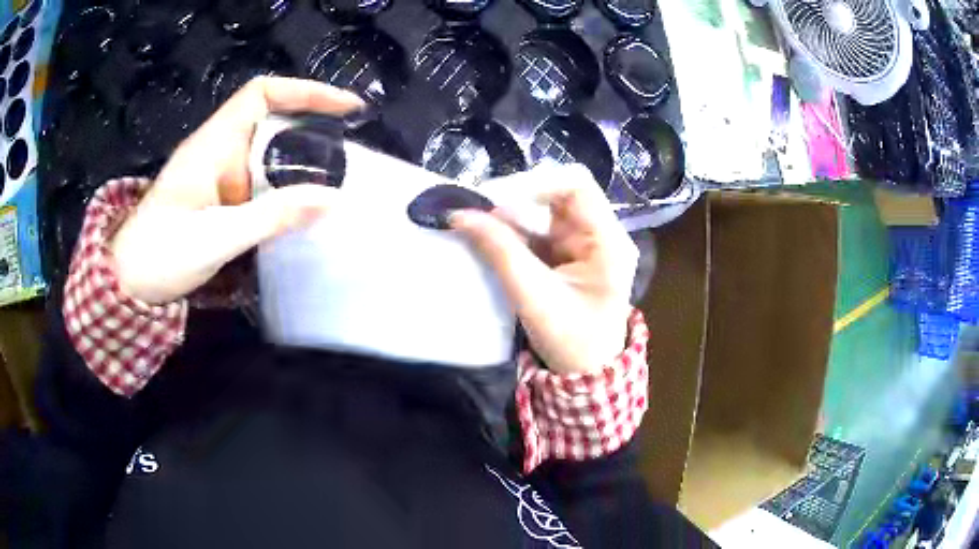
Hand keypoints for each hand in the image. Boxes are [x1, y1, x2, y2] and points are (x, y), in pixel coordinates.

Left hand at [110, 77, 363, 303]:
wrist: (128, 284)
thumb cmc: (159, 255)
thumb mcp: (215, 238)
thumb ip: (270, 217)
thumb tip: (331, 199)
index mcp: (211, 145)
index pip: (262, 94)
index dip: (305, 92)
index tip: (345, 108)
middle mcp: (217, 150)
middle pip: (270, 119)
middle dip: (310, 128)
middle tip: (348, 153)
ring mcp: (218, 174)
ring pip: (266, 151)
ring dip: (299, 162)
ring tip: (334, 182)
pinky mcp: (219, 196)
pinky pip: (259, 179)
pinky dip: (284, 186)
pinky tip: (300, 206)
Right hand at [451, 164, 638, 374]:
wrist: (585, 374)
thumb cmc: (570, 339)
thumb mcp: (533, 296)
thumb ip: (499, 251)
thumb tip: (460, 214)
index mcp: (608, 242)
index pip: (577, 187)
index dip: (537, 185)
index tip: (498, 199)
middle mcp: (601, 235)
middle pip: (561, 195)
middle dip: (520, 199)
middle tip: (481, 209)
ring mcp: (586, 244)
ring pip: (547, 212)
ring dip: (514, 215)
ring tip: (480, 221)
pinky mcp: (570, 255)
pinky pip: (541, 231)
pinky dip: (516, 232)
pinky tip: (492, 235)